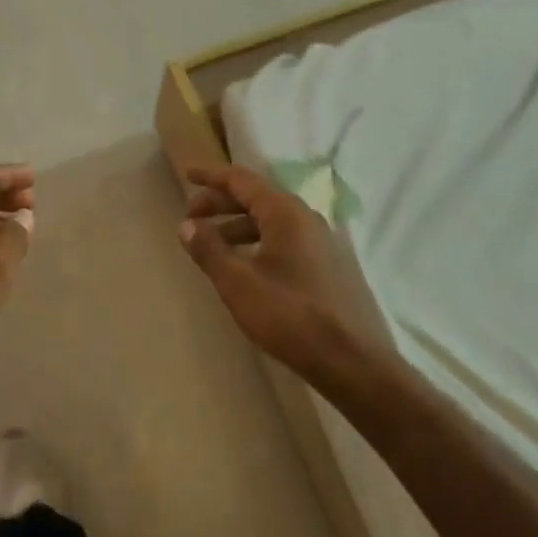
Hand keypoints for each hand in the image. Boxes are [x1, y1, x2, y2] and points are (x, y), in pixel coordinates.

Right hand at [180, 164, 377, 388]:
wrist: (351, 361)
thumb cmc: (290, 314)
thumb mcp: (238, 282)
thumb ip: (209, 249)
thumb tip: (186, 225)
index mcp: (284, 211)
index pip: (241, 180)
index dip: (211, 176)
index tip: (188, 174)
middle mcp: (304, 217)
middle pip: (255, 197)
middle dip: (220, 203)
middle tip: (191, 217)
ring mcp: (319, 241)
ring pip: (269, 220)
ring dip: (237, 225)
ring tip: (212, 245)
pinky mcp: (325, 264)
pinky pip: (283, 238)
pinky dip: (257, 241)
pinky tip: (244, 266)